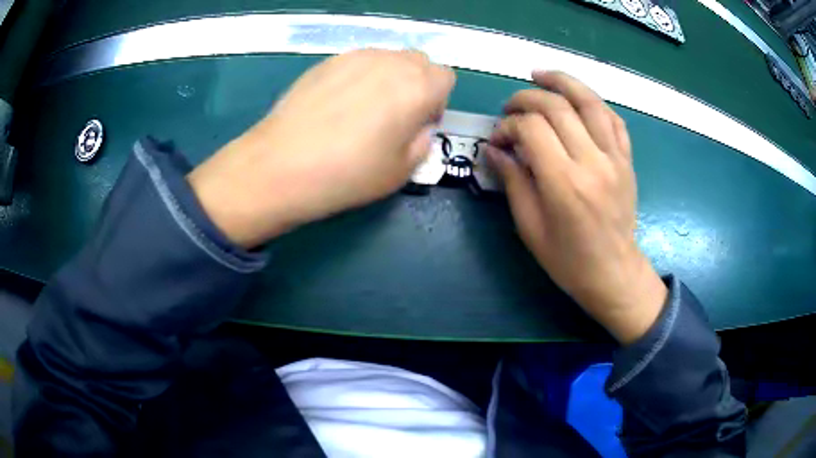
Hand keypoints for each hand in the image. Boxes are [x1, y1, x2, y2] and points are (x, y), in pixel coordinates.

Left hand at [188, 49, 454, 247]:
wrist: (282, 165)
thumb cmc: (347, 174)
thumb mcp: (401, 172)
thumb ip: (422, 142)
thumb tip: (418, 127)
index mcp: (417, 87)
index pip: (446, 77)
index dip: (437, 101)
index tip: (418, 123)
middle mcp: (391, 62)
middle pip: (419, 61)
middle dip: (417, 83)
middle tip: (395, 115)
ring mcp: (356, 56)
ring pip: (388, 57)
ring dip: (389, 77)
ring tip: (363, 109)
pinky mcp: (327, 60)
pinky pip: (359, 61)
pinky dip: (361, 76)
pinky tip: (337, 104)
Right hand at [487, 71, 666, 343]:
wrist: (613, 273)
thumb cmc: (568, 260)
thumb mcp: (530, 227)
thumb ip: (513, 181)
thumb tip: (495, 149)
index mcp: (564, 183)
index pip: (531, 128)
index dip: (508, 125)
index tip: (498, 138)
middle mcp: (592, 162)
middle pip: (557, 107)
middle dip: (526, 99)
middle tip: (511, 107)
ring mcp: (615, 158)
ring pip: (590, 102)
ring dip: (563, 82)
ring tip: (541, 75)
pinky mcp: (627, 160)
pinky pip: (614, 119)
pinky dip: (594, 102)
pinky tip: (577, 99)